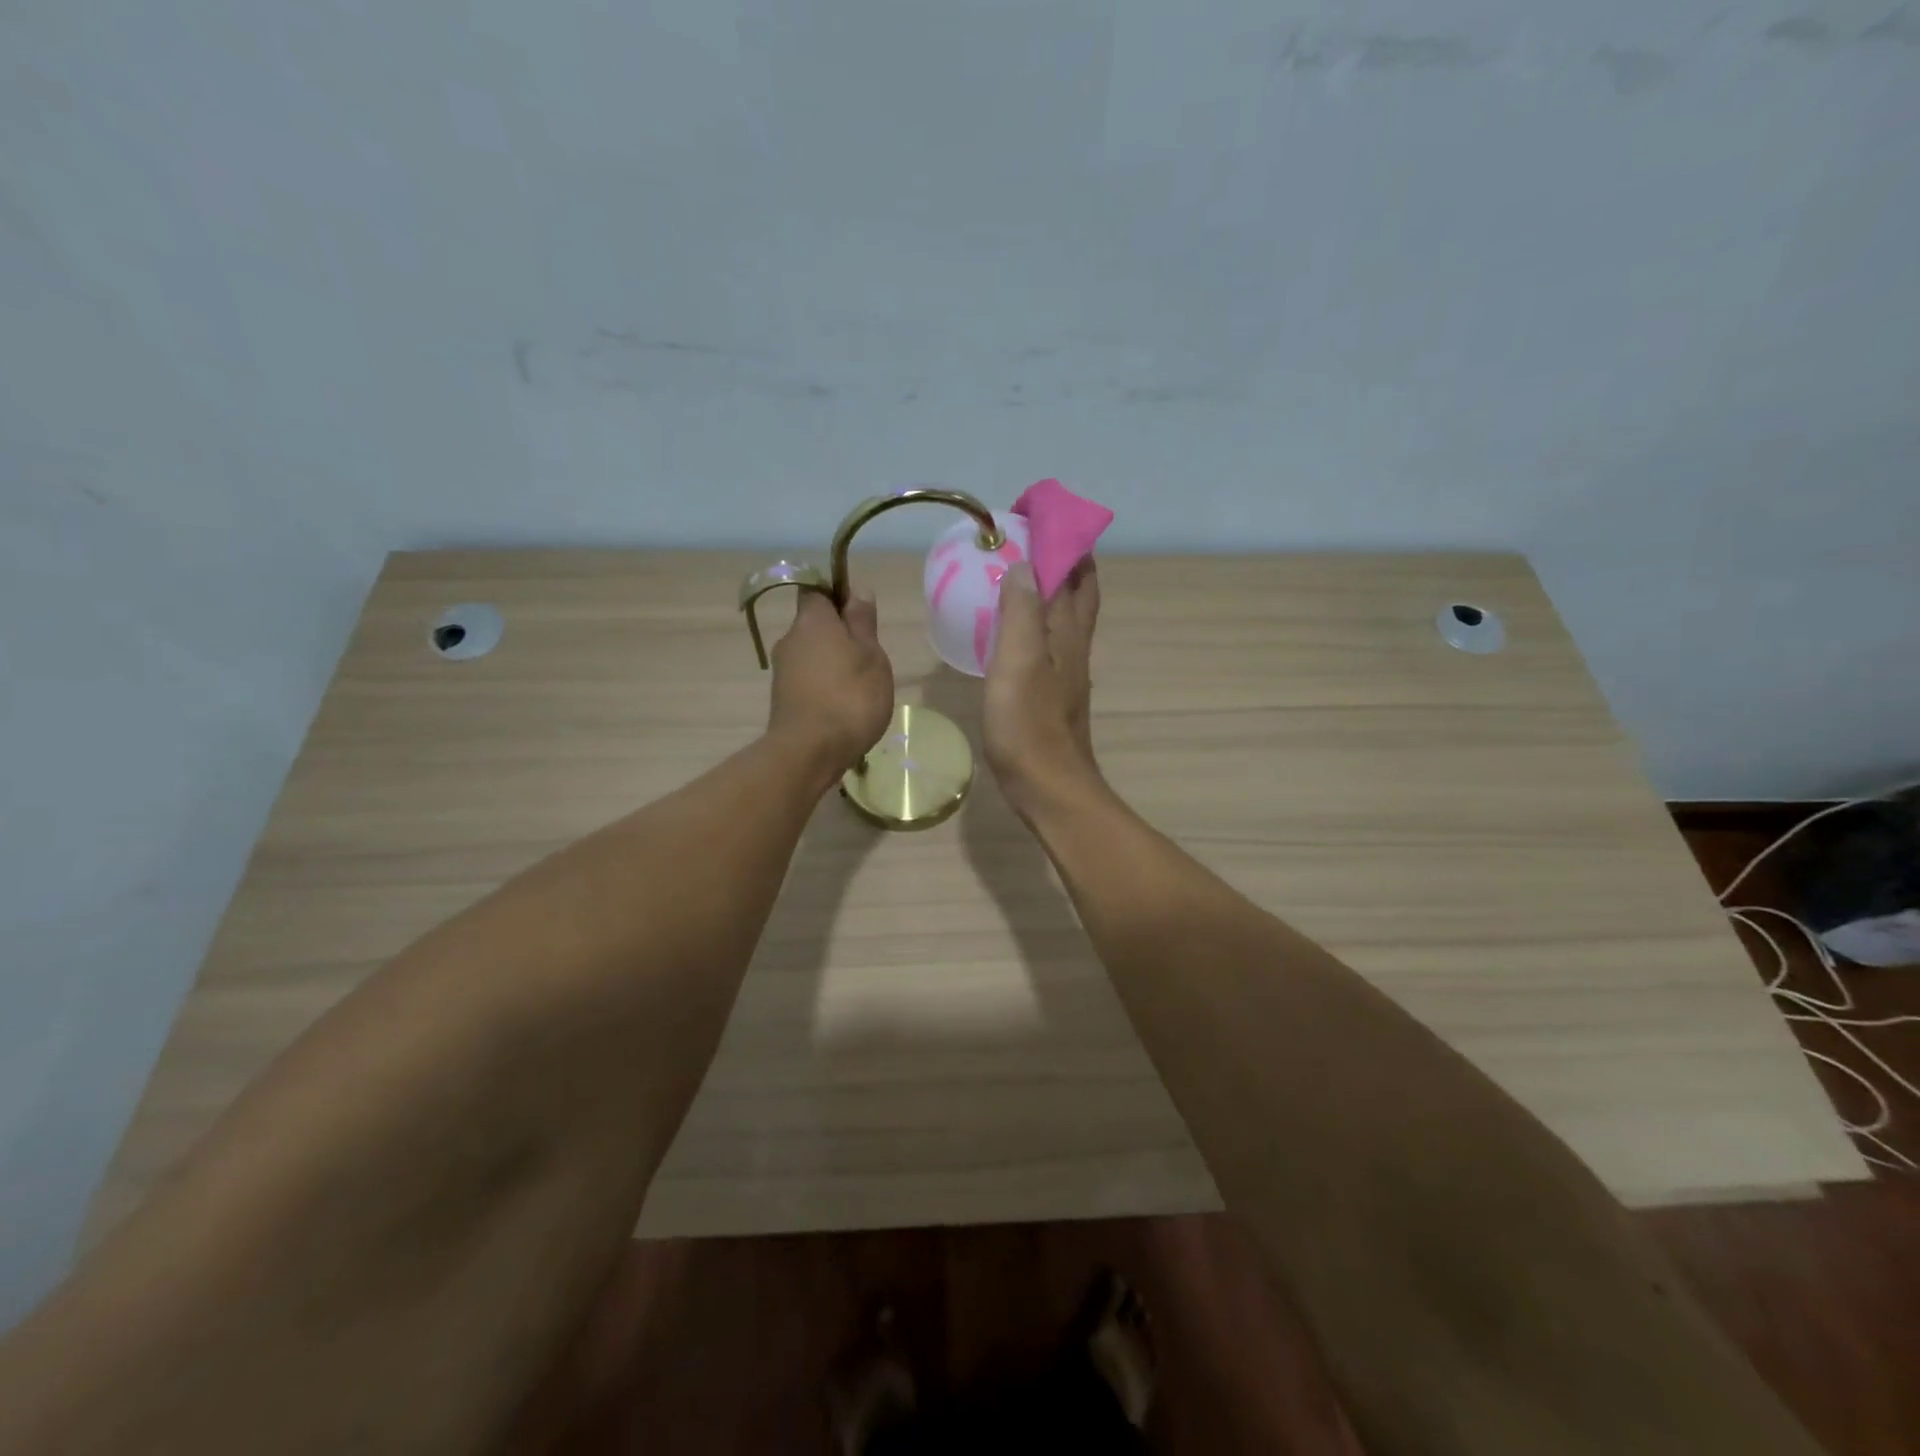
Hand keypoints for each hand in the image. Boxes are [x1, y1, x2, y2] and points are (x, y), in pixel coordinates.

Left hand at [769, 590, 894, 785]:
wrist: (810, 752)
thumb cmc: (850, 696)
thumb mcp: (871, 655)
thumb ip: (863, 622)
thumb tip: (857, 591)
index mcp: (811, 620)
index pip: (818, 592)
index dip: (838, 598)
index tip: (862, 618)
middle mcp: (790, 639)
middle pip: (814, 626)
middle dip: (839, 636)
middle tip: (869, 658)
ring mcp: (782, 671)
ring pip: (812, 655)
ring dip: (833, 664)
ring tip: (860, 688)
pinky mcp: (783, 699)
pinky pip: (808, 681)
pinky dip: (824, 688)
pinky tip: (843, 708)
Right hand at [984, 560, 1103, 815]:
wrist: (1048, 786)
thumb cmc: (1028, 724)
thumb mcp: (1018, 662)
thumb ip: (1021, 612)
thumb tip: (1022, 564)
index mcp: (1068, 632)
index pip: (1077, 572)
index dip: (1065, 540)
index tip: (1040, 514)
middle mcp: (1074, 646)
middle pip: (1080, 593)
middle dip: (1066, 560)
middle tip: (1033, 539)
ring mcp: (1066, 672)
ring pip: (1066, 617)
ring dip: (1051, 589)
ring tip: (1019, 574)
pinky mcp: (1053, 694)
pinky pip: (1049, 642)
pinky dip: (1036, 621)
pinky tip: (1014, 630)